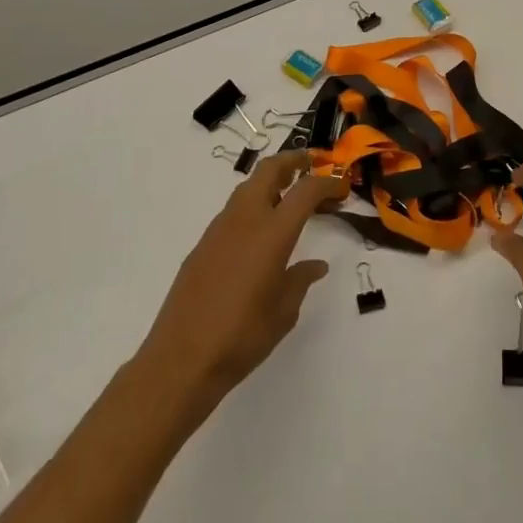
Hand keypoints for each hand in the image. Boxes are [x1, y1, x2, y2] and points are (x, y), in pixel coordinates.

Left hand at [134, 151, 344, 417]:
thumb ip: (300, 280)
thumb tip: (314, 266)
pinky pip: (233, 212)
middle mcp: (244, 220)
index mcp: (271, 234)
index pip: (305, 191)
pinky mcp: (201, 246)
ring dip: (270, 182)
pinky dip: (252, 206)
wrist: (180, 360)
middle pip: (269, 170)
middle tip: (312, 165)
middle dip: (293, 161)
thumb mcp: (283, 311)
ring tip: (289, 196)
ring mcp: (218, 230)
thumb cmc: (242, 337)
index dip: (327, 183)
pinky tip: (260, 233)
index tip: (341, 187)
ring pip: (247, 187)